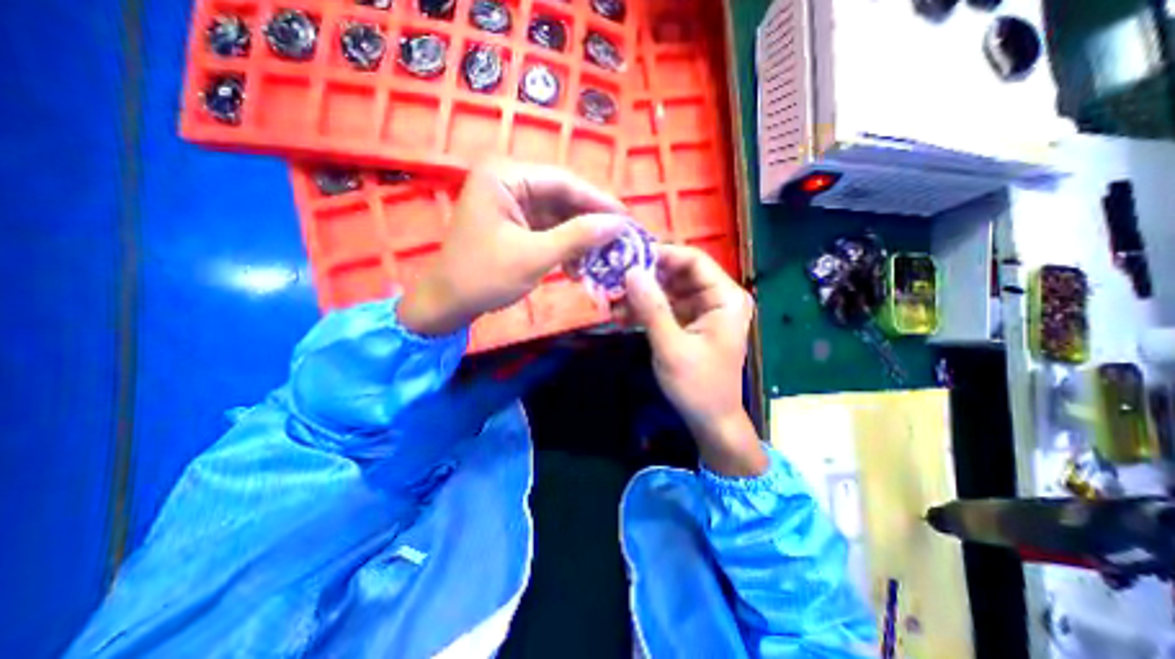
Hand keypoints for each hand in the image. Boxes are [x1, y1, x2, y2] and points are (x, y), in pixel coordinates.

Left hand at [398, 160, 628, 333]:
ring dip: (578, 240)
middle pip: (562, 198)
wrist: (450, 303)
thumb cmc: (486, 276)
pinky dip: (564, 247)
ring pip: (558, 216)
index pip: (563, 182)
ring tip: (597, 261)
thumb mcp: (536, 256)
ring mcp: (511, 202)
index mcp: (505, 176)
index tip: (627, 219)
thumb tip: (619, 223)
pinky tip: (575, 268)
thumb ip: (578, 236)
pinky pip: (548, 229)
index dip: (598, 201)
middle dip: (588, 224)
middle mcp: (508, 181)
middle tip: (617, 242)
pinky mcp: (514, 222)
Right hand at [618, 246, 768, 476]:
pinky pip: (665, 307)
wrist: (710, 421)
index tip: (628, 258)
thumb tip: (631, 271)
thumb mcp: (671, 347)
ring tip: (611, 301)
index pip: (693, 260)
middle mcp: (716, 298)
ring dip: (641, 295)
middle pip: (678, 273)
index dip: (661, 255)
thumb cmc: (698, 386)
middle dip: (646, 277)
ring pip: (668, 290)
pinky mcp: (690, 323)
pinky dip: (645, 310)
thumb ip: (652, 308)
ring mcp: (702, 310)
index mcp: (725, 298)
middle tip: (613, 280)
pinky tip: (621, 316)